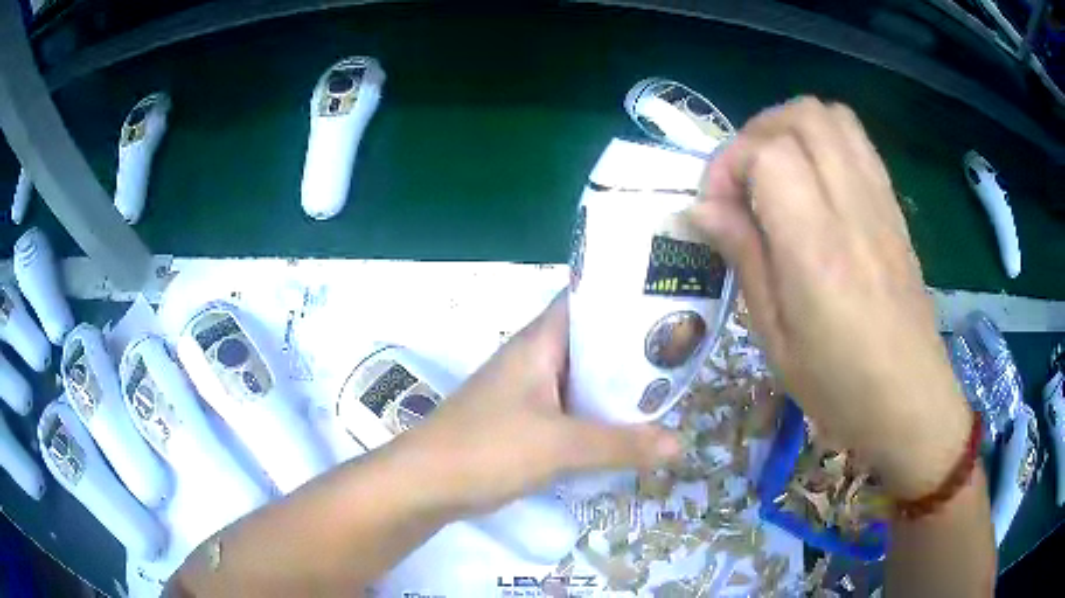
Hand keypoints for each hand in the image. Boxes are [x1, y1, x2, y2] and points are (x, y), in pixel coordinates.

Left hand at [390, 294, 680, 515]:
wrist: (427, 484)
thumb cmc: (488, 448)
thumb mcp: (560, 446)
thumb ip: (621, 444)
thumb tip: (680, 443)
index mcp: (539, 343)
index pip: (587, 301)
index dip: (626, 297)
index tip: (669, 303)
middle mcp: (535, 359)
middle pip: (592, 343)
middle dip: (633, 349)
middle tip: (681, 353)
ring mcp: (528, 391)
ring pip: (583, 379)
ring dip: (617, 386)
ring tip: (666, 389)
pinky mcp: (525, 421)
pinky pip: (571, 409)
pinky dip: (598, 414)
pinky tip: (627, 428)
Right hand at [688, 98, 970, 497]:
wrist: (911, 402)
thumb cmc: (839, 386)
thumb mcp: (775, 339)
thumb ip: (744, 259)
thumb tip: (700, 209)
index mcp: (817, 249)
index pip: (768, 154)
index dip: (728, 164)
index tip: (715, 207)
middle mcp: (853, 209)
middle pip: (802, 116)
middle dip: (757, 133)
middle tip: (742, 179)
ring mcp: (880, 202)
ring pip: (832, 116)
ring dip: (791, 128)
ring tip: (774, 171)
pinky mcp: (894, 207)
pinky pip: (858, 142)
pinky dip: (825, 140)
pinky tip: (814, 182)